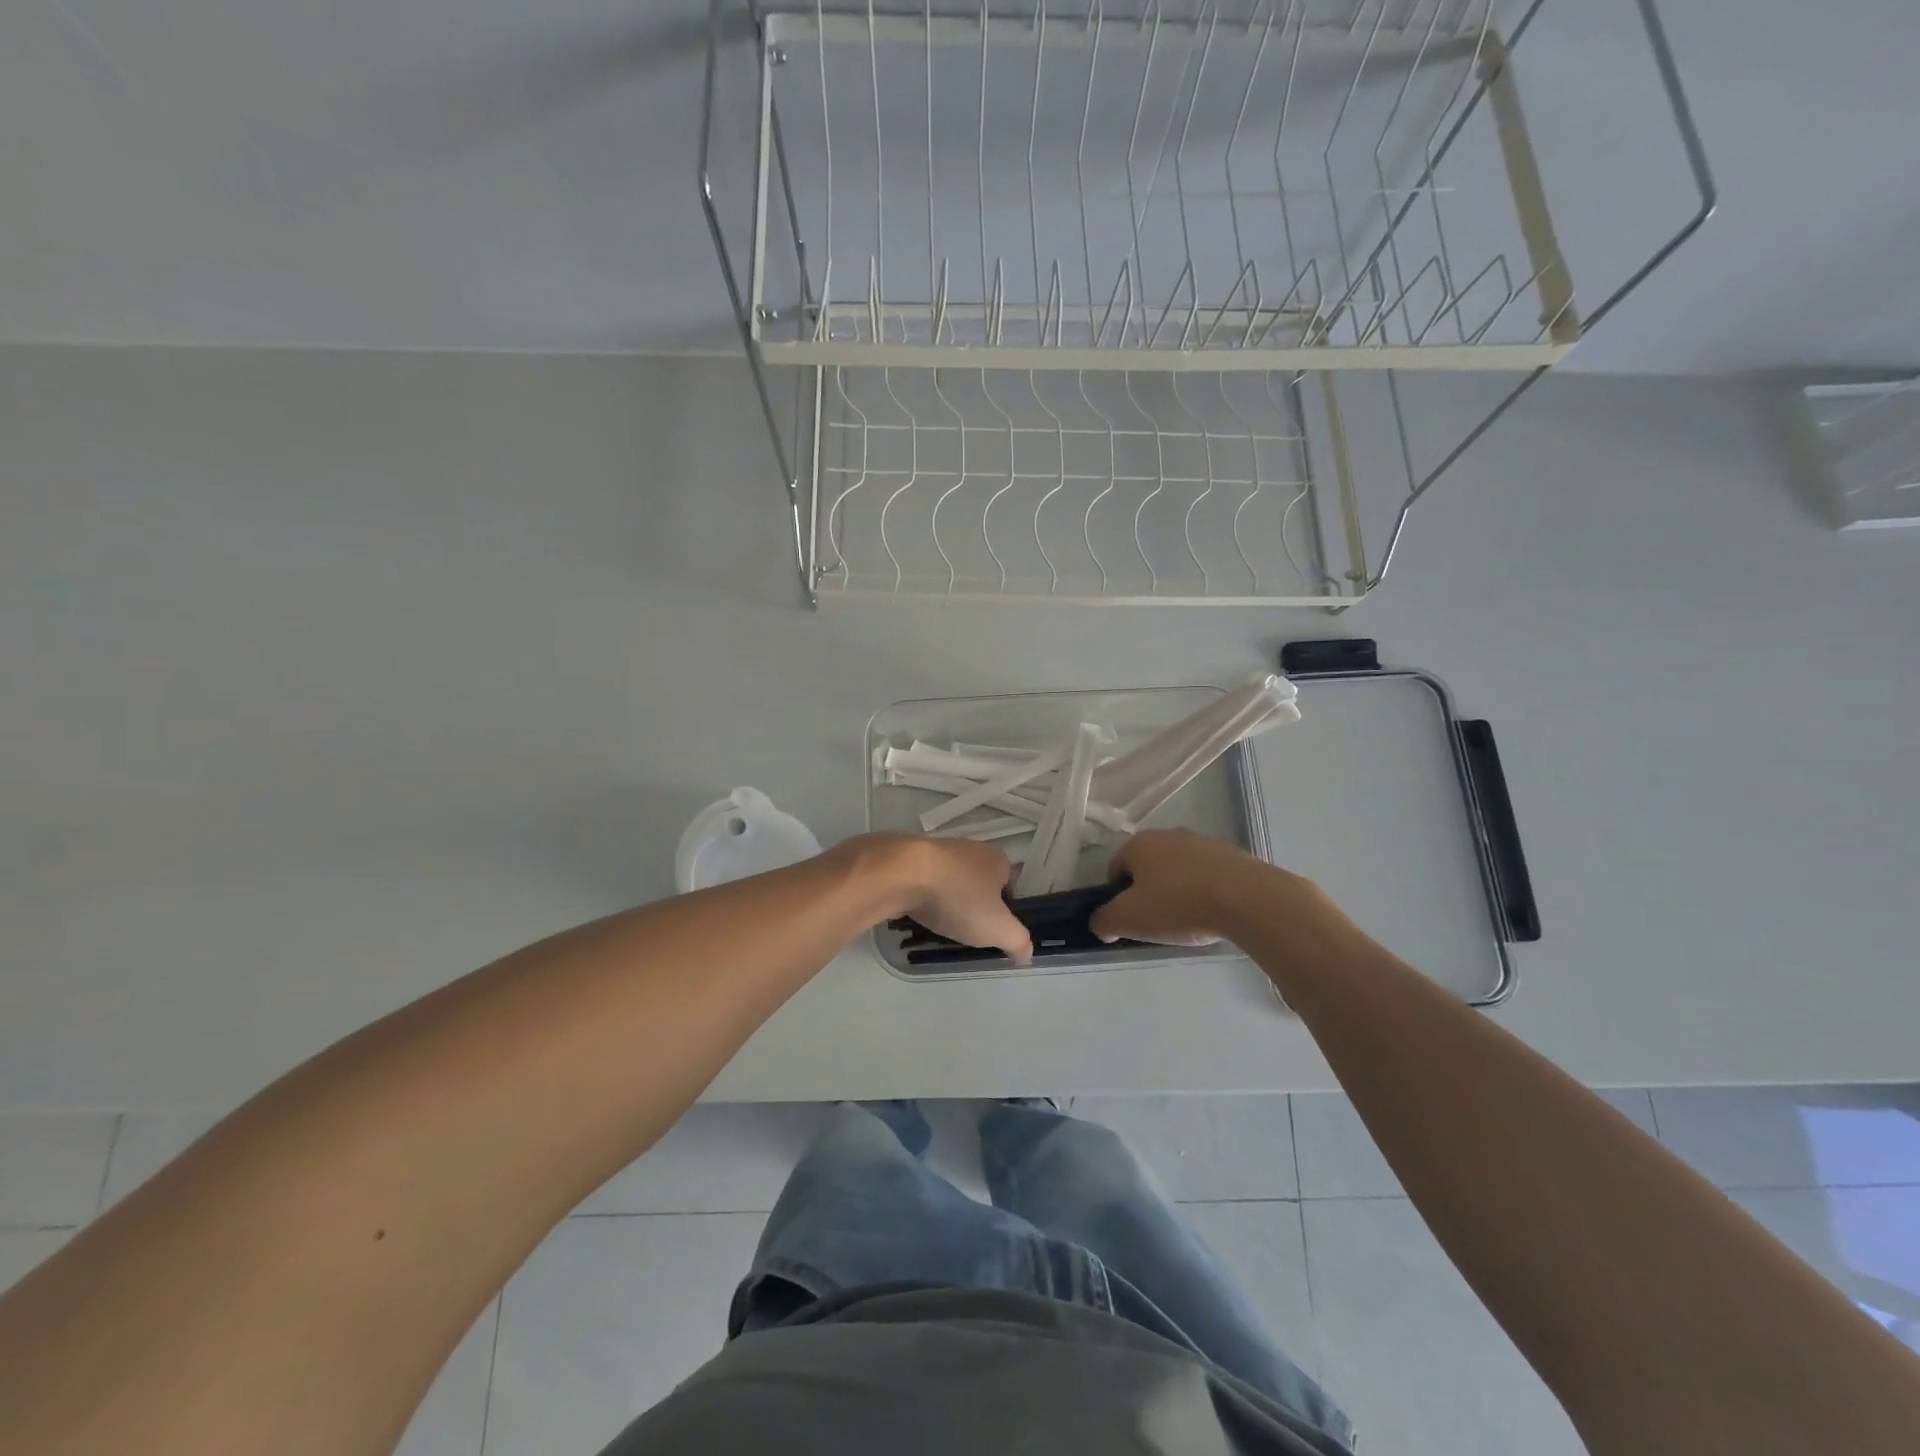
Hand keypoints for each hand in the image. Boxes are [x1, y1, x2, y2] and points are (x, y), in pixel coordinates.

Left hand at [851, 834, 1033, 964]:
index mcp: (997, 859)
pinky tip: (915, 910)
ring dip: (945, 900)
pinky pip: (922, 880)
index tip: (991, 930)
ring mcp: (938, 850)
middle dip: (972, 905)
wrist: (902, 873)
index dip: (1003, 910)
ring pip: (949, 881)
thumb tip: (1027, 953)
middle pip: (978, 882)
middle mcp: (970, 848)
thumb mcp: (998, 928)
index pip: (1009, 886)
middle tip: (964, 930)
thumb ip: (1018, 941)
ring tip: (938, 923)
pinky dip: (921, 895)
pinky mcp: (909, 856)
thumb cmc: (958, 898)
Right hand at [1090, 828, 1343, 949]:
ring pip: (1179, 869)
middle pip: (1148, 866)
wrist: (1247, 899)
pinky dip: (1206, 891)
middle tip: (1157, 921)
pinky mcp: (1233, 855)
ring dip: (1178, 890)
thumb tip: (1100, 923)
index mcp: (1139, 844)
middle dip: (1148, 892)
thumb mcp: (1129, 920)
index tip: (1131, 919)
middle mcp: (1169, 834)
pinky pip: (1209, 875)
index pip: (1115, 867)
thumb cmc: (1178, 905)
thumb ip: (1104, 921)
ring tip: (1189, 920)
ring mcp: (1204, 842)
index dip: (1117, 896)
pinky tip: (1214, 913)